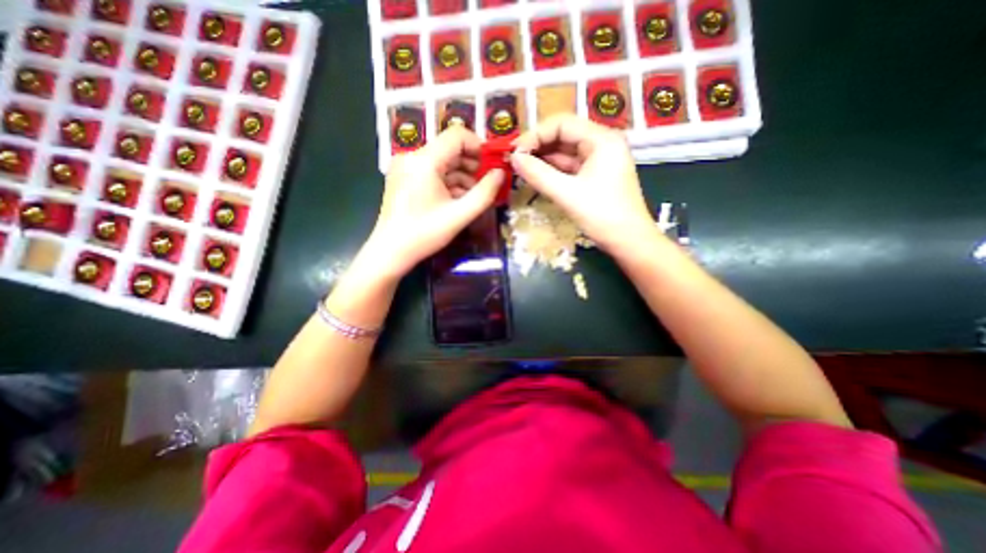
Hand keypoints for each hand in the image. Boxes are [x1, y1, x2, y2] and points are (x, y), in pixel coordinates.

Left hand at [366, 125, 502, 278]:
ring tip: (472, 196)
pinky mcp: (403, 177)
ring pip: (441, 161)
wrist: (390, 252)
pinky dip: (446, 182)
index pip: (457, 135)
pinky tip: (456, 199)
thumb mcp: (460, 215)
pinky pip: (431, 172)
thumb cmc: (425, 234)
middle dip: (471, 164)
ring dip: (460, 175)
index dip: (478, 146)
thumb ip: (485, 193)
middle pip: (449, 148)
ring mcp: (405, 167)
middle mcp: (412, 156)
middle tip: (485, 184)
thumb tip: (501, 173)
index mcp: (424, 161)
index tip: (492, 165)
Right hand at [513, 117, 657, 255]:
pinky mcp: (595, 175)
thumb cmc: (602, 216)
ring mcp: (599, 160)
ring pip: (565, 152)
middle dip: (537, 146)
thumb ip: (538, 174)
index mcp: (601, 139)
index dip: (535, 135)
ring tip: (520, 168)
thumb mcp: (567, 194)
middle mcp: (602, 143)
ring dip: (543, 159)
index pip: (561, 124)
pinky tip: (536, 175)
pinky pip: (570, 167)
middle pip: (563, 135)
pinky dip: (553, 170)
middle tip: (514, 160)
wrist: (629, 242)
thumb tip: (513, 158)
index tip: (514, 152)